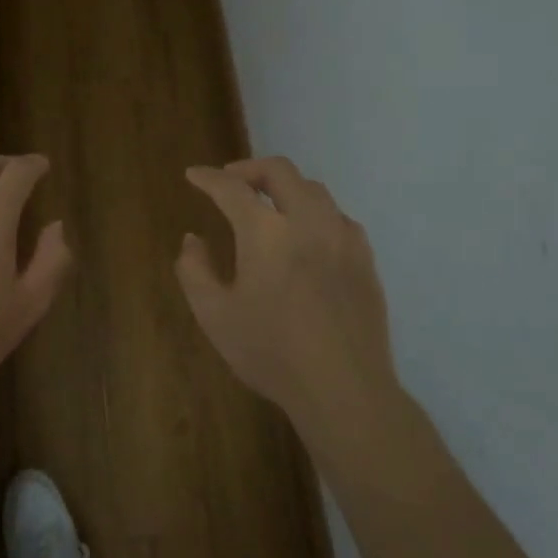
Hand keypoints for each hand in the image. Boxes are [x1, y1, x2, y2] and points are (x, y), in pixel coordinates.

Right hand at [176, 157, 396, 444]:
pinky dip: (313, 211)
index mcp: (266, 232)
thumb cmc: (271, 352)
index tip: (193, 175)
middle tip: (230, 181)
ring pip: (313, 190)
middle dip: (249, 168)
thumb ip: (194, 270)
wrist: (344, 389)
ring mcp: (342, 237)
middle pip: (279, 171)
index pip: (231, 188)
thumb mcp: (214, 315)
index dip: (208, 178)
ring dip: (284, 187)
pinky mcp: (364, 258)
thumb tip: (193, 240)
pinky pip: (337, 216)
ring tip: (267, 205)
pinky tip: (306, 234)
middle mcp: (307, 221)